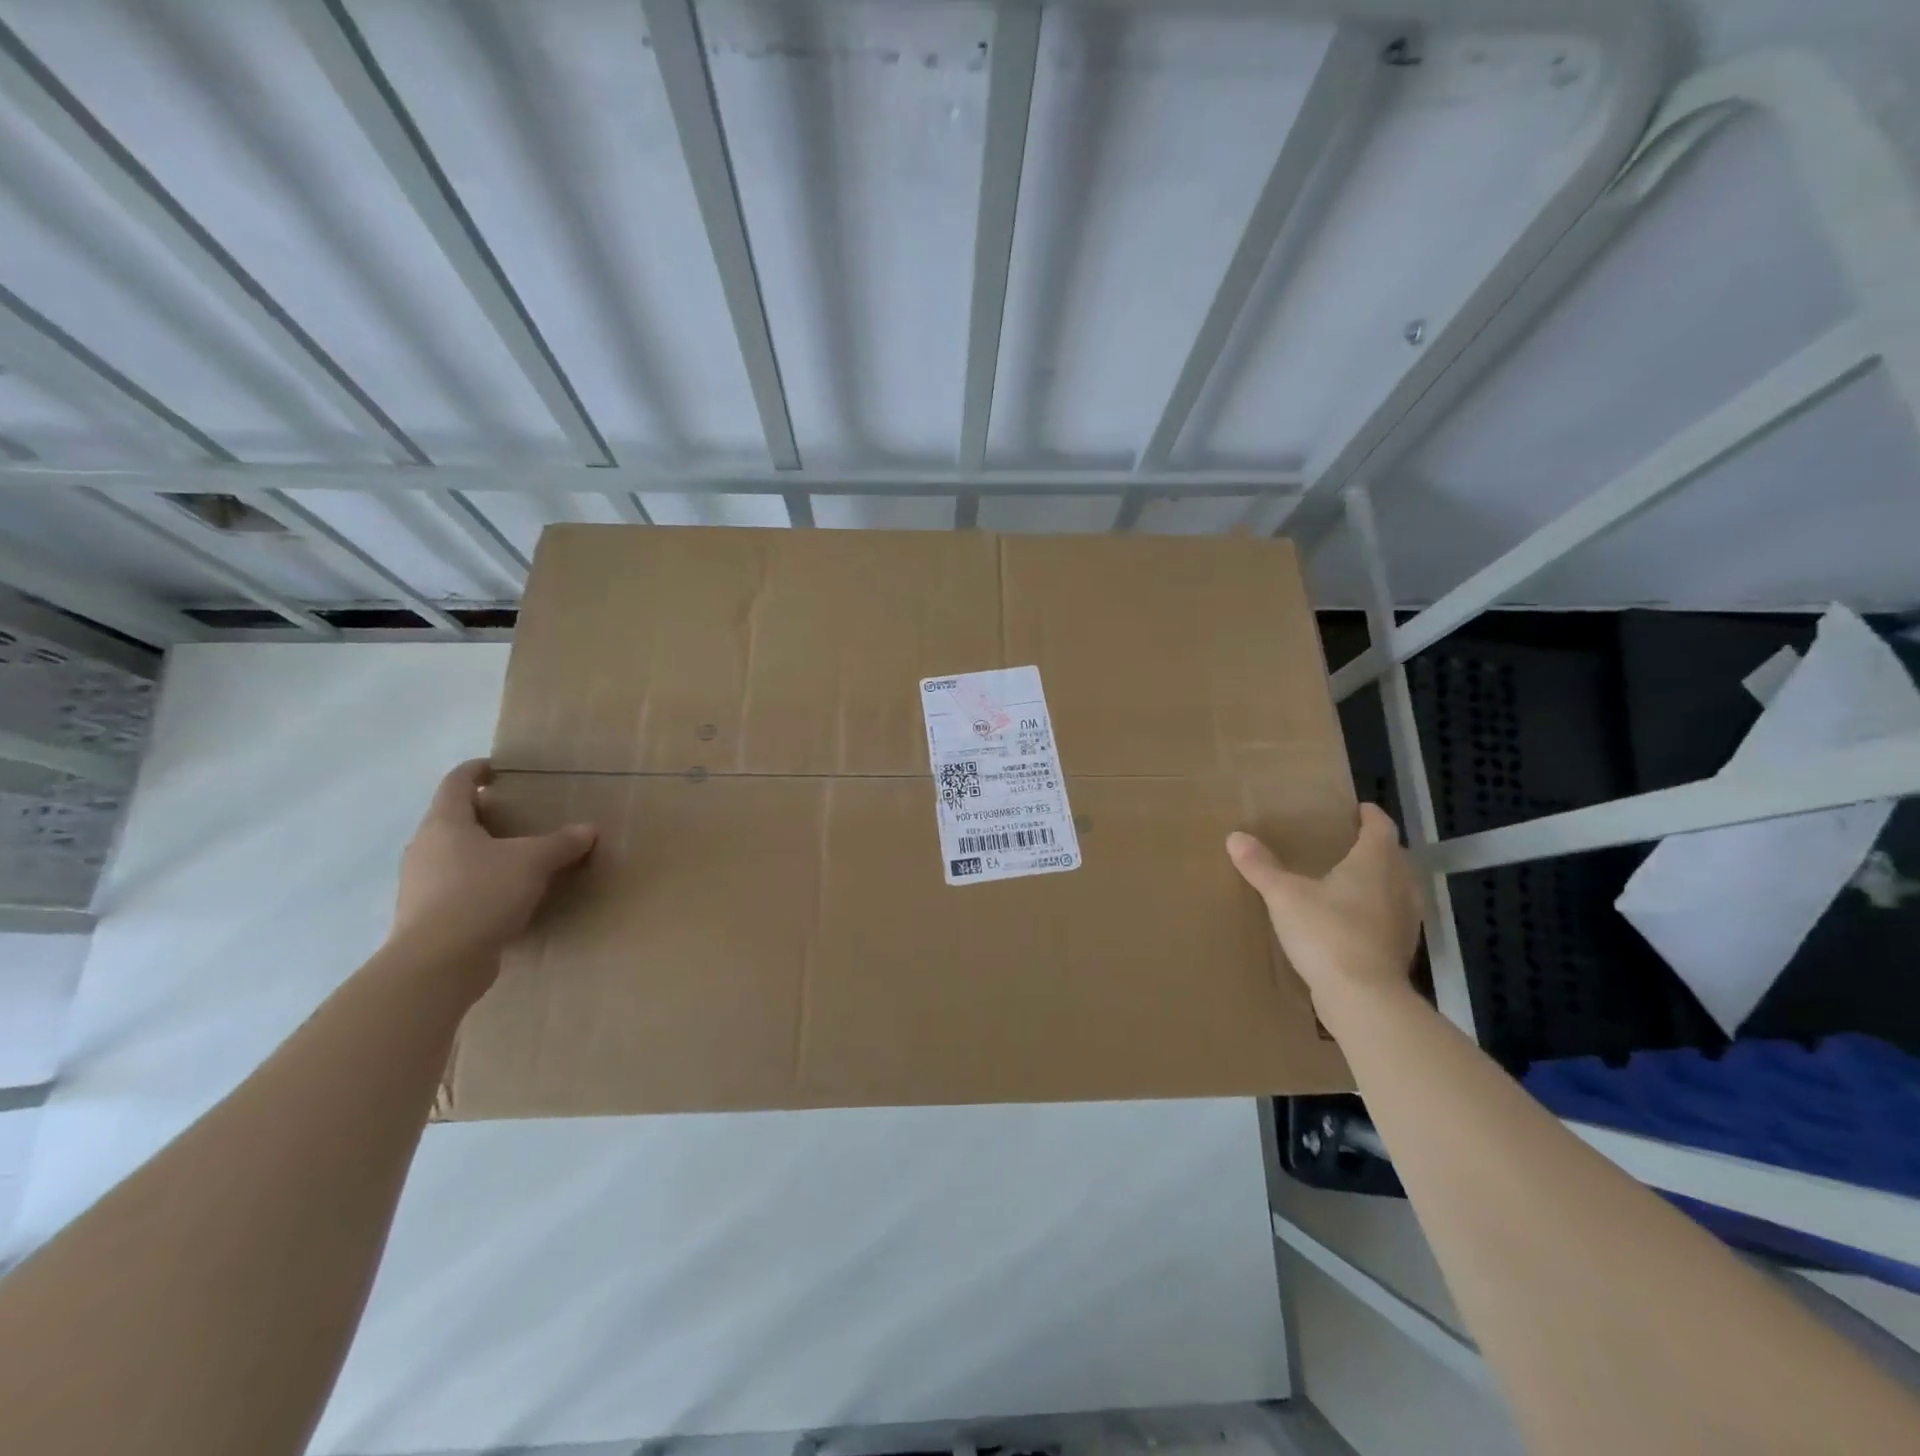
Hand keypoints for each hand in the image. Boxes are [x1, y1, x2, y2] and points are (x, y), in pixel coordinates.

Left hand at [392, 759, 595, 963]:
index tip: (495, 768)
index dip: (475, 771)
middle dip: (482, 815)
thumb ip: (562, 843)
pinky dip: (479, 882)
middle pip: (452, 820)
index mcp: (444, 824)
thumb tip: (588, 829)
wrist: (437, 962)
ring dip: (480, 851)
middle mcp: (425, 848)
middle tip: (516, 815)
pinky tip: (505, 895)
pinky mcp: (426, 915)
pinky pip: (455, 886)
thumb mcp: (533, 862)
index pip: (456, 784)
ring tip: (515, 856)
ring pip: (452, 855)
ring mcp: (420, 883)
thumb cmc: (481, 894)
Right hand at [1226, 803, 1422, 1009]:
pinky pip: (1391, 918)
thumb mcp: (1284, 895)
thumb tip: (1235, 837)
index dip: (1370, 816)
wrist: (1362, 996)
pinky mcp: (1400, 950)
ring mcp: (1405, 921)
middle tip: (1349, 843)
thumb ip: (1261, 866)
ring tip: (1352, 880)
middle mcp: (1399, 886)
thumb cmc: (1327, 932)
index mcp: (1374, 863)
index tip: (1358, 809)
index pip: (1380, 828)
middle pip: (1394, 857)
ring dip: (1381, 880)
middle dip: (1375, 847)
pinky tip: (1353, 920)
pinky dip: (1377, 911)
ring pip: (1398, 889)